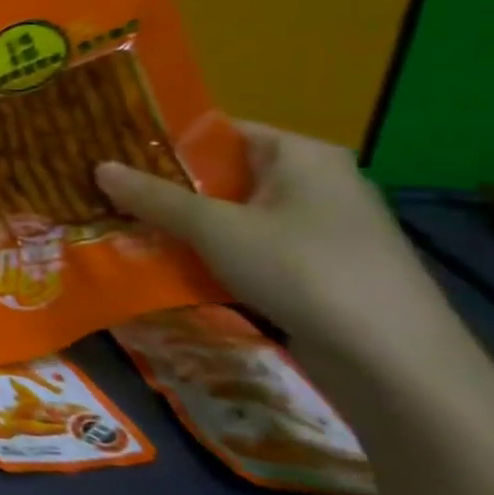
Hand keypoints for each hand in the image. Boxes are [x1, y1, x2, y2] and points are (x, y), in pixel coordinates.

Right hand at [95, 121, 450, 356]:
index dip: (161, 141)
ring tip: (123, 228)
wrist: (395, 362)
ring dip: (183, 225)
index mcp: (301, 154)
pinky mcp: (319, 268)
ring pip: (232, 215)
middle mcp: (316, 182)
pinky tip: (169, 265)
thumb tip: (99, 167)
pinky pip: (249, 247)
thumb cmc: (303, 269)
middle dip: (164, 188)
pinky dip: (211, 253)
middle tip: (105, 194)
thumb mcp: (215, 228)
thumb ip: (153, 197)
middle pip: (221, 174)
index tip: (110, 154)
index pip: (217, 132)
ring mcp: (321, 227)